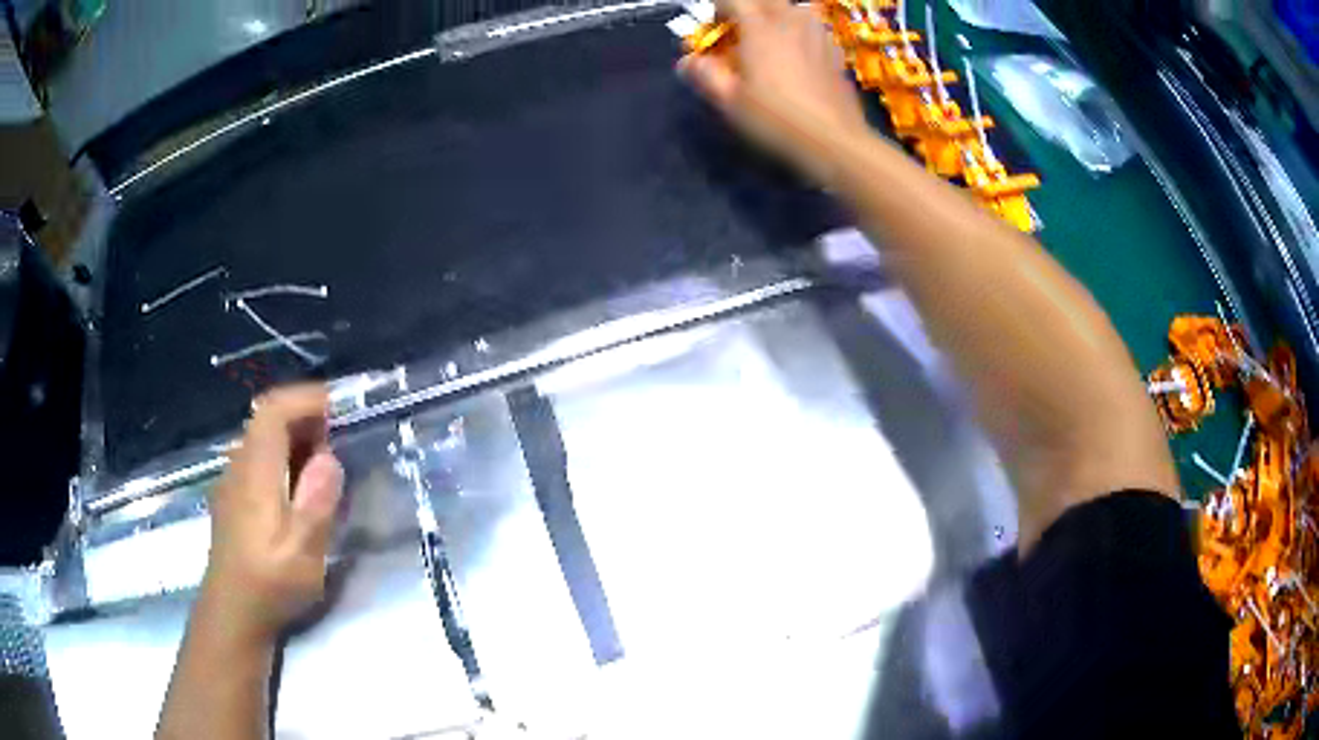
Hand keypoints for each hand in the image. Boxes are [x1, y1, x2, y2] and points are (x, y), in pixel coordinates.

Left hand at [200, 384, 343, 644]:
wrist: (232, 613)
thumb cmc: (269, 584)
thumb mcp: (303, 554)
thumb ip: (316, 503)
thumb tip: (330, 459)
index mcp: (255, 472)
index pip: (274, 410)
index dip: (306, 398)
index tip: (340, 406)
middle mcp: (239, 466)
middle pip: (267, 419)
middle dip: (305, 417)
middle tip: (340, 439)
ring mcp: (232, 481)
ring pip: (262, 438)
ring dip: (295, 438)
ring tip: (325, 464)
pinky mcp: (233, 498)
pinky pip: (258, 458)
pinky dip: (283, 456)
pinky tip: (298, 488)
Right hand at [680, 0, 869, 181]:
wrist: (834, 140)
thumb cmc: (776, 119)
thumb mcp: (730, 101)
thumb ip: (705, 75)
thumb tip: (687, 61)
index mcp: (761, 27)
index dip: (717, 8)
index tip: (711, 27)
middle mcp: (791, 20)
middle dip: (746, 8)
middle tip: (737, 31)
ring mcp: (817, 33)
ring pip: (792, 8)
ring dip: (774, 16)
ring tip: (767, 41)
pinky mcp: (834, 49)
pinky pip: (811, 26)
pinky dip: (797, 31)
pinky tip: (796, 55)